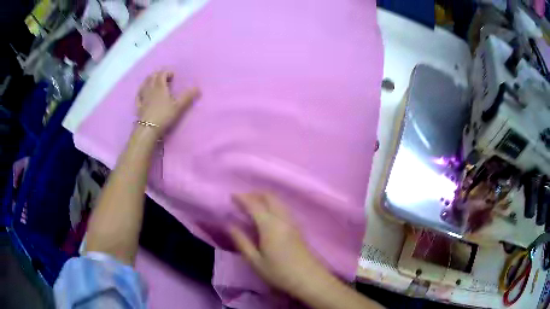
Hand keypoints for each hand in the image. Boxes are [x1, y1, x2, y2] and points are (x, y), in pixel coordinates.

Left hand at [136, 71, 200, 135]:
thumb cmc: (164, 116)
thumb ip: (187, 96)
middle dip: (158, 74)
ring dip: (149, 80)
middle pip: (152, 77)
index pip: (162, 74)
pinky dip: (141, 91)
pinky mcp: (139, 106)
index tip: (173, 76)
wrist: (148, 130)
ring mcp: (143, 97)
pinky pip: (139, 95)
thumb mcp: (178, 107)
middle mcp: (150, 89)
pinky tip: (142, 93)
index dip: (167, 72)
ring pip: (144, 84)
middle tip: (164, 77)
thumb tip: (198, 88)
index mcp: (160, 87)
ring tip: (153, 81)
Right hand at [229, 192, 328, 294]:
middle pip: (270, 197)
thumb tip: (230, 225)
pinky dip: (273, 205)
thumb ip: (241, 241)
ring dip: (265, 198)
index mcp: (270, 225)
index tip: (231, 196)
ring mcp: (293, 222)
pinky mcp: (298, 228)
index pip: (254, 204)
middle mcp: (283, 219)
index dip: (242, 198)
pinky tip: (267, 216)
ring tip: (252, 206)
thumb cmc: (279, 273)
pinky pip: (284, 208)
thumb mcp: (255, 261)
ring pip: (278, 201)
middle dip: (255, 194)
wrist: (309, 280)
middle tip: (242, 200)